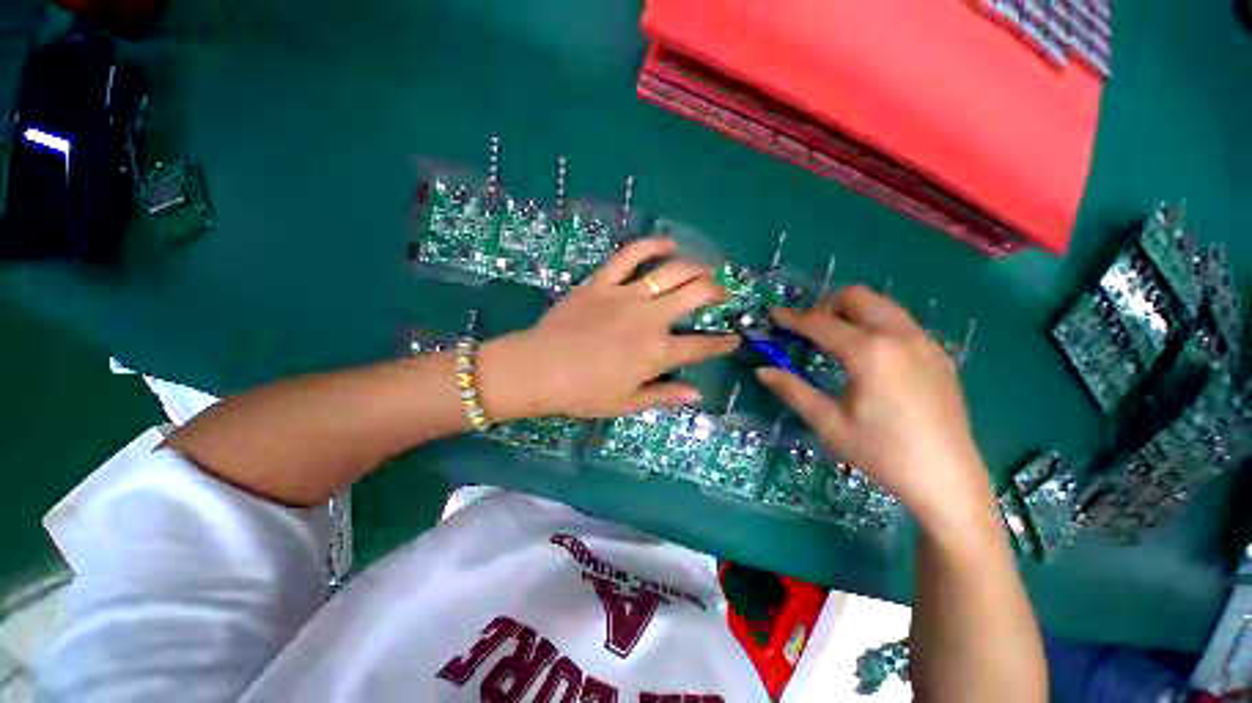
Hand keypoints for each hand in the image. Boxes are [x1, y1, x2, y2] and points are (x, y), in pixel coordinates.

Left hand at [478, 237, 738, 418]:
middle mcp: (649, 318)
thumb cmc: (584, 392)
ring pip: (671, 271)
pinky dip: (651, 245)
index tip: (733, 339)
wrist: (539, 369)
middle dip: (716, 291)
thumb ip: (665, 396)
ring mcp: (626, 296)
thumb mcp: (628, 403)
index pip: (701, 346)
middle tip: (721, 293)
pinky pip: (629, 256)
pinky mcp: (602, 282)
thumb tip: (697, 394)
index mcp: (657, 352)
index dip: (722, 343)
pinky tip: (667, 242)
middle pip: (695, 294)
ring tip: (704, 269)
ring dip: (695, 267)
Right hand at [756, 286, 995, 539]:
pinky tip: (870, 356)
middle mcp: (900, 336)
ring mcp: (925, 343)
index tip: (774, 316)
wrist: (947, 481)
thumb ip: (793, 390)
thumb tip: (762, 371)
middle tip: (808, 331)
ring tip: (835, 339)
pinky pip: (902, 323)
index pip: (821, 324)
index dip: (793, 319)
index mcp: (870, 353)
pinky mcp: (939, 356)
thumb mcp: (829, 423)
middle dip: (826, 306)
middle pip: (858, 297)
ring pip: (883, 305)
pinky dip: (876, 325)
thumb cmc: (882, 453)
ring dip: (853, 312)